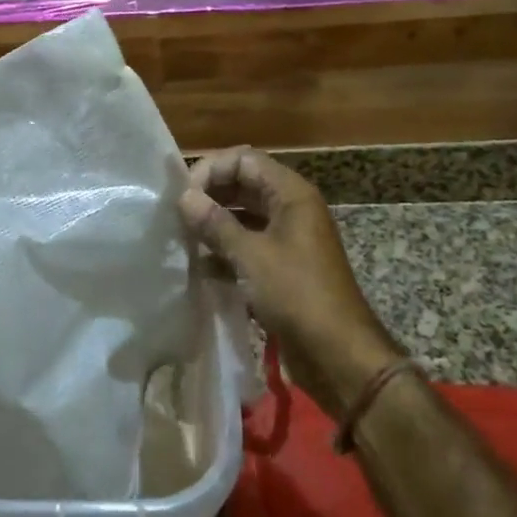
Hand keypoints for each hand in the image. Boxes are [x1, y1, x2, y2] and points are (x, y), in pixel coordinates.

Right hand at [179, 147, 403, 415]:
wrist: (339, 356)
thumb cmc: (297, 295)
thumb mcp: (251, 256)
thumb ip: (215, 223)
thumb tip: (184, 198)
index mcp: (291, 194)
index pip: (244, 160)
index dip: (211, 170)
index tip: (183, 196)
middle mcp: (291, 208)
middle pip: (243, 184)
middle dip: (210, 196)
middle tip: (177, 215)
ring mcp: (288, 238)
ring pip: (244, 216)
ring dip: (214, 224)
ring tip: (183, 238)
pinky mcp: (283, 268)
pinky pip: (248, 245)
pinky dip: (225, 250)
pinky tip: (199, 265)